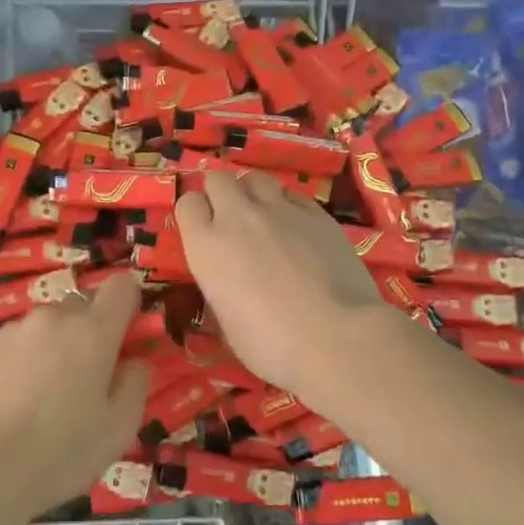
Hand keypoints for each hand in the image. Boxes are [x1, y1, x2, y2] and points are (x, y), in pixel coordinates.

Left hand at [0, 272, 150, 524]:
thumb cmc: (59, 454)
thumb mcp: (119, 430)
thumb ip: (136, 383)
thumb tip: (133, 360)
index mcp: (93, 331)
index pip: (122, 286)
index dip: (129, 306)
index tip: (126, 339)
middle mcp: (52, 317)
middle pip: (82, 306)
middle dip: (90, 333)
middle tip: (84, 381)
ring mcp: (12, 330)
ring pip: (46, 326)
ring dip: (53, 347)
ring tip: (41, 397)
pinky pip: (14, 342)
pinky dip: (20, 360)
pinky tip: (10, 401)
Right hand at [174, 171, 395, 400]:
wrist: (335, 338)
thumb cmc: (270, 346)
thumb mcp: (227, 323)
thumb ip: (220, 288)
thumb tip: (228, 284)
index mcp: (207, 246)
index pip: (188, 203)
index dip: (195, 214)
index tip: (203, 231)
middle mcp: (238, 217)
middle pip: (219, 179)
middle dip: (220, 193)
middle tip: (230, 220)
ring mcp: (280, 210)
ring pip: (256, 179)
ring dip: (253, 193)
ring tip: (263, 217)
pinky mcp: (317, 213)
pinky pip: (292, 195)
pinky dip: (288, 205)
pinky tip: (297, 228)